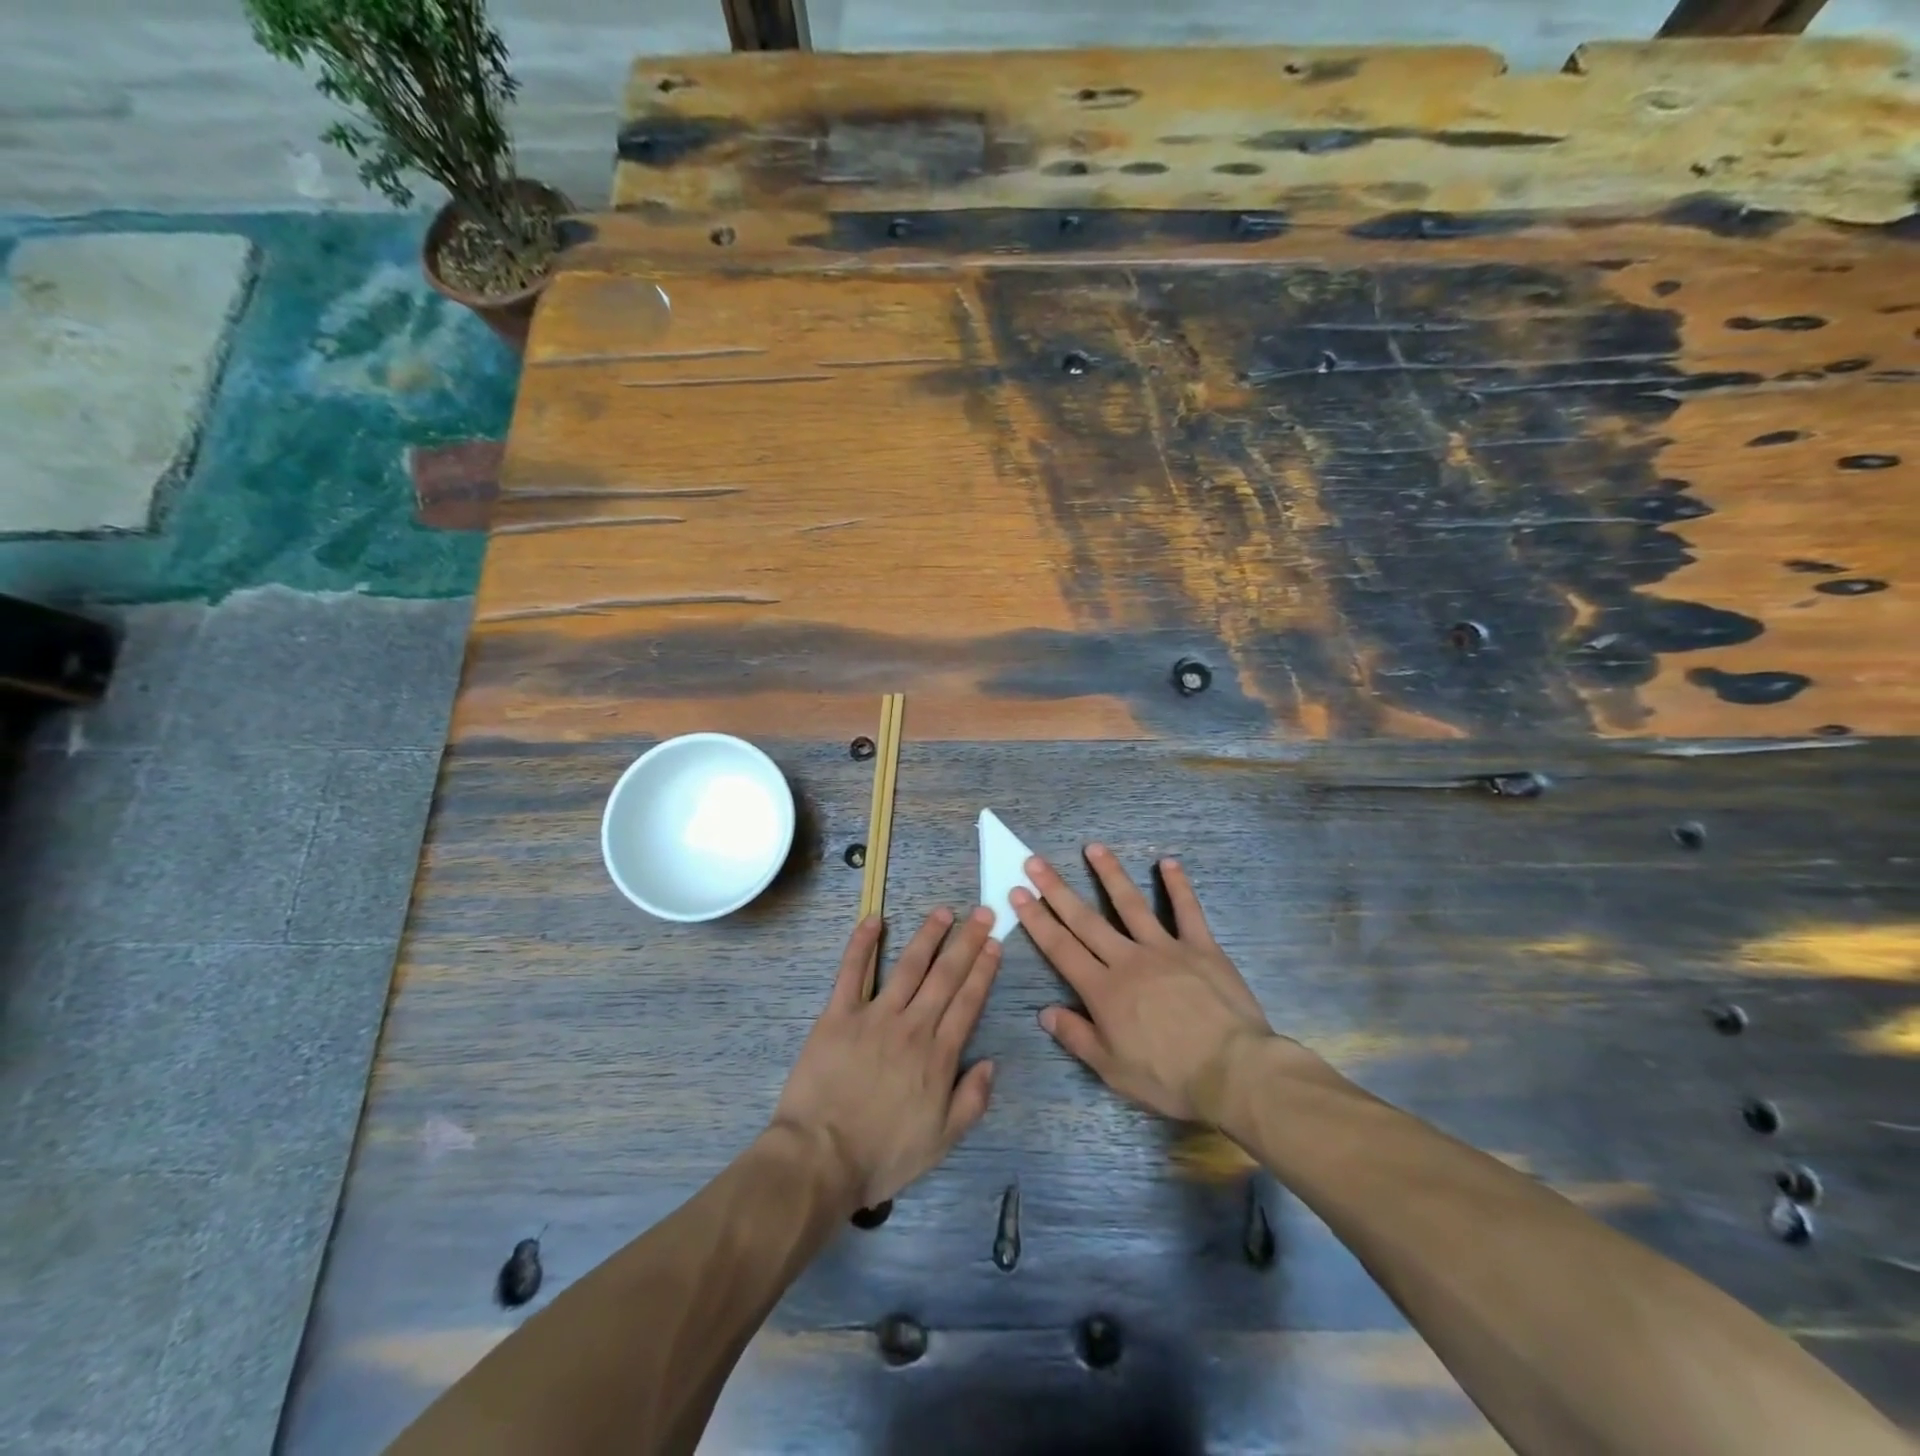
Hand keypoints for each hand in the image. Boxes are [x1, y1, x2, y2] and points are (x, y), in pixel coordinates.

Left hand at [773, 907, 1001, 1211]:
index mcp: (938, 1055)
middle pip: (945, 976)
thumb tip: (990, 1062)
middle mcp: (912, 1026)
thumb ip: (971, 1100)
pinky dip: (862, 943)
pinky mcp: (838, 1015)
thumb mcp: (941, 1141)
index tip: (995, 943)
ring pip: (908, 966)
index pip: (968, 1002)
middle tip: (983, 913)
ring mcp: (874, 1016)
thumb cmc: (882, 1155)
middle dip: (967, 942)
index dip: (984, 970)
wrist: (821, 1158)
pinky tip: (874, 919)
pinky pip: (852, 971)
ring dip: (928, 936)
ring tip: (944, 912)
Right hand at [1014, 845, 1280, 1122]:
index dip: (1037, 919)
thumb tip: (1044, 1012)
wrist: (1233, 1071)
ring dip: (1110, 874)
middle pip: (1086, 919)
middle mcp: (1128, 959)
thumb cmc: (1169, 1077)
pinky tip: (1168, 862)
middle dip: (1057, 889)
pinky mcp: (1201, 948)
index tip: (1018, 892)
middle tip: (1035, 861)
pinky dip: (1178, 885)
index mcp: (1103, 990)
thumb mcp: (1113, 1070)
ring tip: (1093, 848)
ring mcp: (1165, 948)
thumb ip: (1077, 1036)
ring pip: (1131, 904)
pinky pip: (1188, 911)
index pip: (1061, 948)